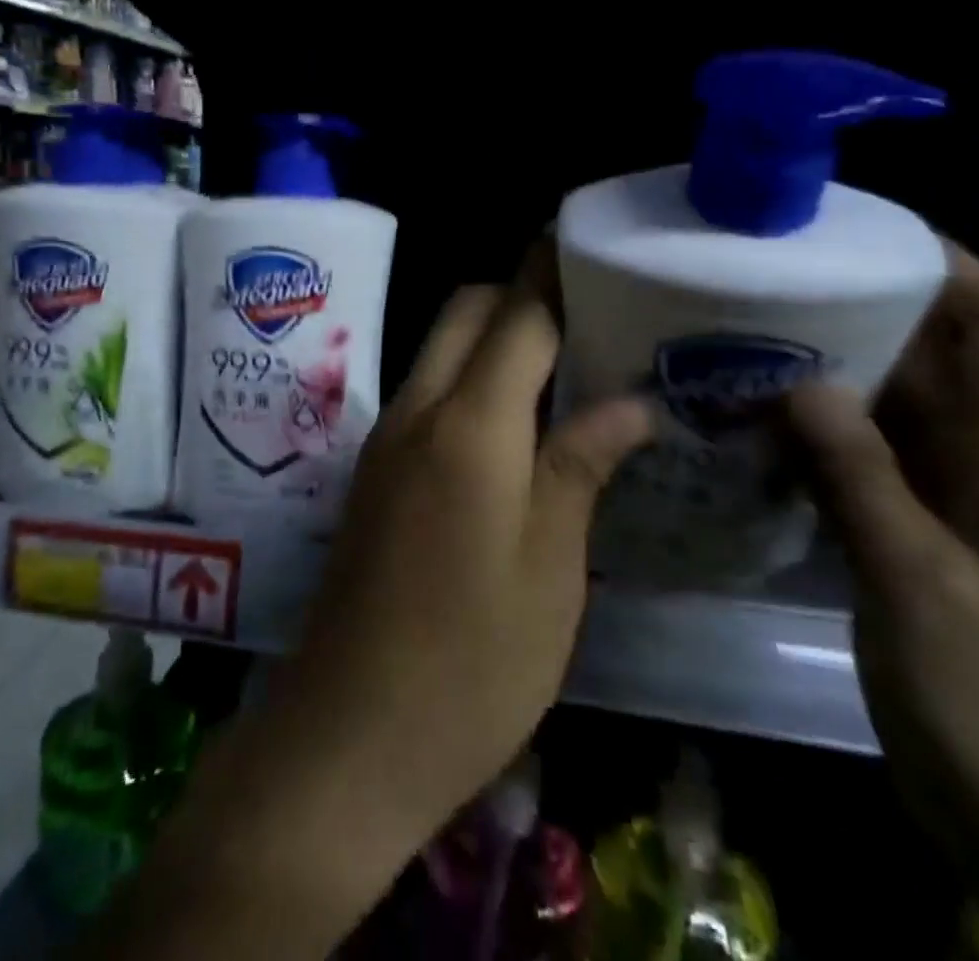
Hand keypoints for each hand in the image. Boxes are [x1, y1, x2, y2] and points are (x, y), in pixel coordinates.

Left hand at [97, 245, 651, 960]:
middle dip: (520, 292)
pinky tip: (515, 417)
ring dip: (494, 334)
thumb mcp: (551, 569)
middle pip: (467, 312)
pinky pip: (427, 391)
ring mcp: (386, 438)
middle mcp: (418, 410)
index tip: (591, 245)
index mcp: (471, 425)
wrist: (349, 733)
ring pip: (441, 347)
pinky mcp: (373, 469)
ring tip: (563, 357)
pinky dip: (470, 377)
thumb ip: (581, 465)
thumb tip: (629, 402)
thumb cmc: (472, 661)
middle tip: (589, 311)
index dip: (554, 272)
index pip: (518, 314)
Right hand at [784, 244, 978, 960]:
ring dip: (830, 363)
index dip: (946, 265)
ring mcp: (950, 492)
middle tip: (775, 274)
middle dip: (865, 303)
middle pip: (938, 350)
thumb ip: (862, 480)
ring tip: (748, 328)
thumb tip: (800, 381)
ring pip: (892, 398)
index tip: (857, 231)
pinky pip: (861, 448)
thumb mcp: (924, 589)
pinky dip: (814, 423)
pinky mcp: (910, 522)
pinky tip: (752, 412)